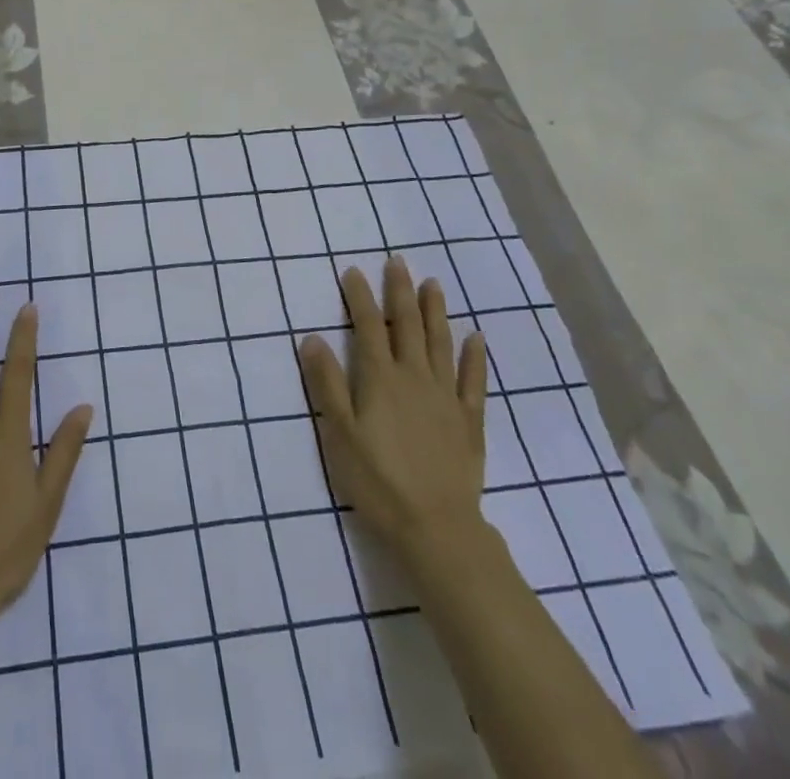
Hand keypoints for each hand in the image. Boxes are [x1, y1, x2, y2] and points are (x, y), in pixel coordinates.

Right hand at [299, 256, 489, 571]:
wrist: (436, 527)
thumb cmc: (377, 480)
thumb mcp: (339, 433)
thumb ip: (326, 383)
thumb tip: (312, 337)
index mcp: (380, 378)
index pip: (366, 327)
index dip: (359, 297)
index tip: (353, 271)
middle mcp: (414, 376)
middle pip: (406, 325)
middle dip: (399, 291)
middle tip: (398, 261)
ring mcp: (445, 397)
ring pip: (440, 343)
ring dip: (435, 311)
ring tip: (433, 284)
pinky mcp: (469, 421)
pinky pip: (473, 381)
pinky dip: (474, 357)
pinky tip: (476, 338)